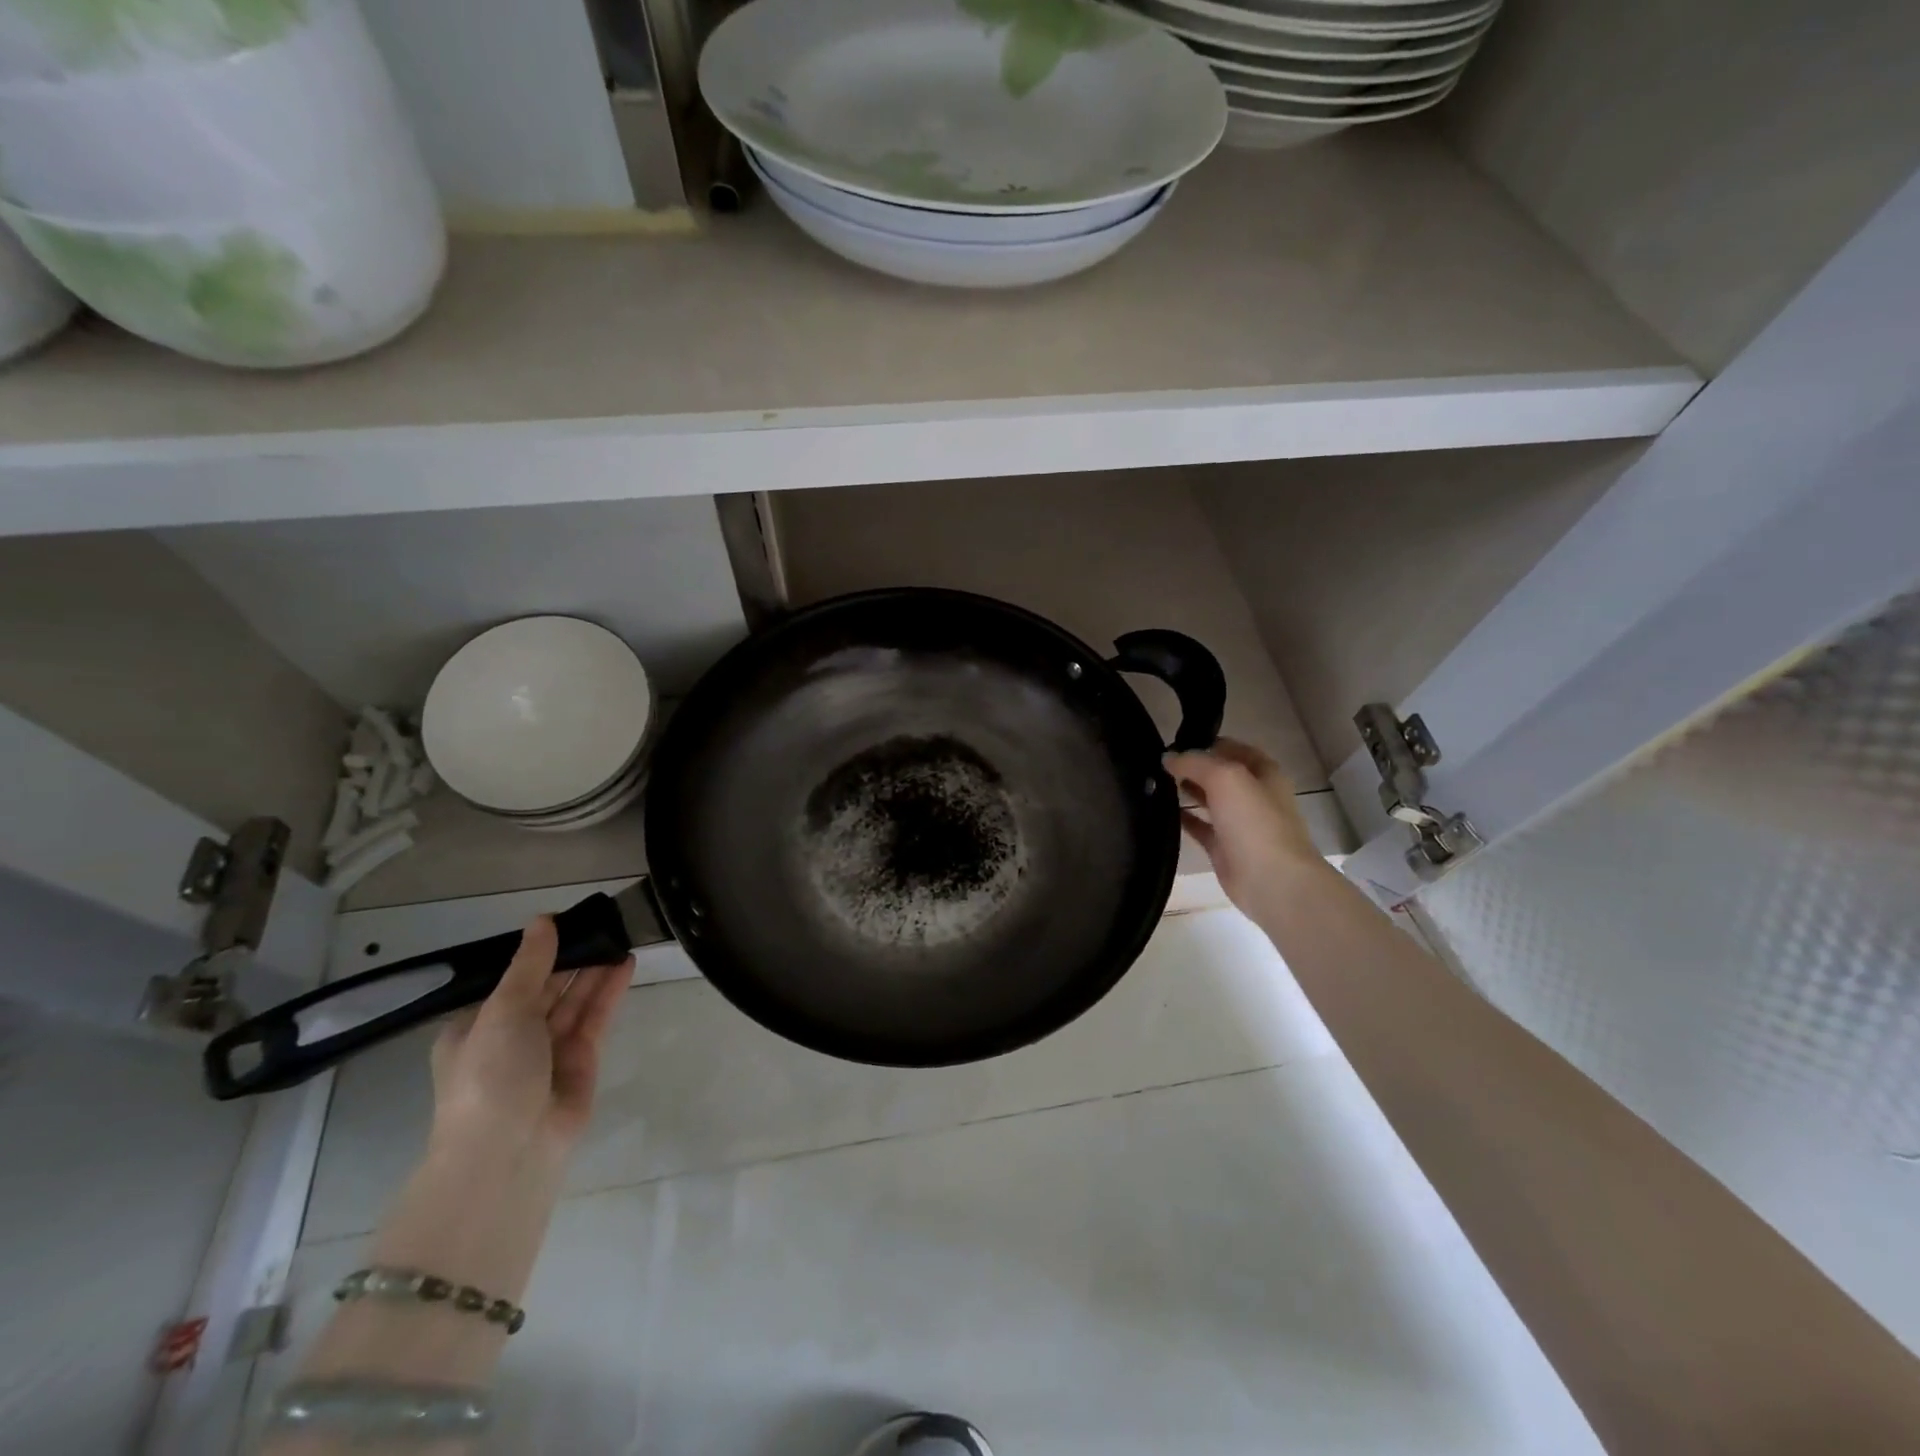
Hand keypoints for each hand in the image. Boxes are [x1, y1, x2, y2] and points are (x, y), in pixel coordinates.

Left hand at [427, 916, 632, 1168]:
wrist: (510, 1150)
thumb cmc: (490, 1074)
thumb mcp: (502, 1011)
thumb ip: (530, 964)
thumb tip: (542, 920)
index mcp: (477, 1027)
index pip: (511, 980)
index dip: (537, 951)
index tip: (566, 920)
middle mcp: (512, 1037)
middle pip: (546, 987)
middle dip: (571, 957)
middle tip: (602, 921)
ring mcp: (548, 1050)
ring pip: (574, 1000)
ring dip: (594, 969)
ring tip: (620, 933)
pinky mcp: (582, 1060)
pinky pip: (595, 1017)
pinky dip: (609, 991)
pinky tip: (625, 963)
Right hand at [1164, 738, 1325, 916]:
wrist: (1272, 880)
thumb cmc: (1255, 821)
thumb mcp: (1225, 777)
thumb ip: (1195, 762)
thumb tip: (1168, 757)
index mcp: (1264, 773)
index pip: (1232, 748)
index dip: (1205, 742)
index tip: (1173, 742)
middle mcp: (1253, 795)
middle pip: (1219, 774)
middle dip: (1192, 766)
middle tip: (1157, 762)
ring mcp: (1239, 823)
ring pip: (1209, 800)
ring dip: (1186, 790)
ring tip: (1153, 782)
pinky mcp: (1224, 848)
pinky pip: (1200, 827)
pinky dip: (1183, 818)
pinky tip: (1161, 811)